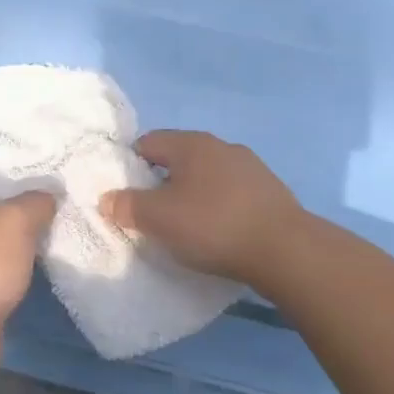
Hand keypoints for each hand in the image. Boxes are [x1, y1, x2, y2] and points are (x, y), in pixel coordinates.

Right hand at [99, 130, 303, 285]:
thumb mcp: (159, 219)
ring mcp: (250, 167)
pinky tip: (219, 233)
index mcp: (192, 144)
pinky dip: (219, 207)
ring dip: (193, 195)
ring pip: (207, 176)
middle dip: (162, 183)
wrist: (285, 250)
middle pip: (179, 159)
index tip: (126, 196)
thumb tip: (108, 198)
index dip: (131, 166)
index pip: (148, 142)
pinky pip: (231, 193)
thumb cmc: (213, 226)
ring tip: (186, 228)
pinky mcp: (270, 191)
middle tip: (152, 215)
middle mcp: (221, 146)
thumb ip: (128, 206)